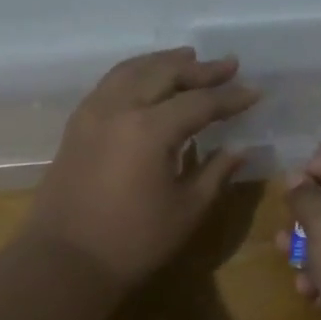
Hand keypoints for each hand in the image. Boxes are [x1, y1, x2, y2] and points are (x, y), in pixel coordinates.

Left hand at [28, 48, 258, 288]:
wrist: (65, 261)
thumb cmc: (133, 242)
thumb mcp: (186, 210)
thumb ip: (215, 173)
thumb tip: (239, 149)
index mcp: (150, 129)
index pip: (199, 103)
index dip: (230, 98)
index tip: (255, 92)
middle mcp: (119, 108)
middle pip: (164, 74)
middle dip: (199, 69)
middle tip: (228, 65)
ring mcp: (92, 113)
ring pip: (132, 71)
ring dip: (163, 62)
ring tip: (188, 57)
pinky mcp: (77, 125)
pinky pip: (110, 84)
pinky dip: (134, 73)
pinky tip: (147, 80)